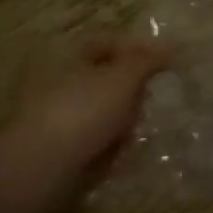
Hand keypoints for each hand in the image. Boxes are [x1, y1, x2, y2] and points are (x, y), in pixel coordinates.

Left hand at [0, 32, 172, 212]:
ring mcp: (53, 115)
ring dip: (124, 117)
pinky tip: (121, 150)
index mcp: (64, 55)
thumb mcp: (124, 76)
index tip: (166, 62)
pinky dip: (110, 142)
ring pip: (103, 108)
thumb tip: (172, 47)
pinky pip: (94, 136)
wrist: (40, 171)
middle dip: (133, 88)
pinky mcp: (56, 147)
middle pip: (107, 76)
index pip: (109, 40)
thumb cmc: (83, 111)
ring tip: (136, 129)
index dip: (140, 48)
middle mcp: (54, 80)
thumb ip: (149, 59)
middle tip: (151, 97)